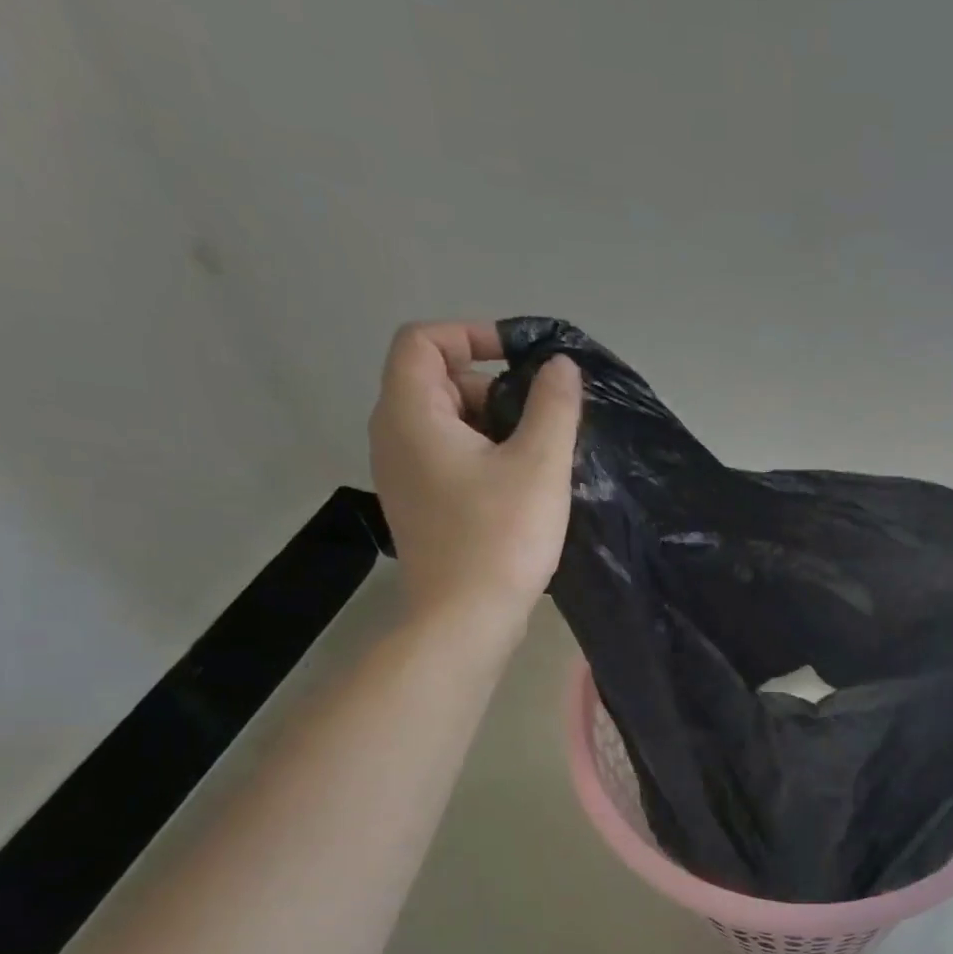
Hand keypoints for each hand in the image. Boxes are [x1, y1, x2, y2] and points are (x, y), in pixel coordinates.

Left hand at [369, 321, 580, 627]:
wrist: (465, 619)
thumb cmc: (501, 536)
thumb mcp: (539, 463)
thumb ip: (553, 405)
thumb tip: (559, 366)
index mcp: (411, 413)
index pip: (423, 339)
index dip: (472, 334)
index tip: (522, 360)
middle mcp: (393, 436)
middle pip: (435, 380)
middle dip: (491, 385)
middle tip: (540, 417)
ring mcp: (402, 475)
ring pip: (445, 422)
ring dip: (493, 423)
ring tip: (539, 453)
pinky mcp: (419, 505)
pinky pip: (447, 457)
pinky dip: (482, 454)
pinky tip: (522, 485)